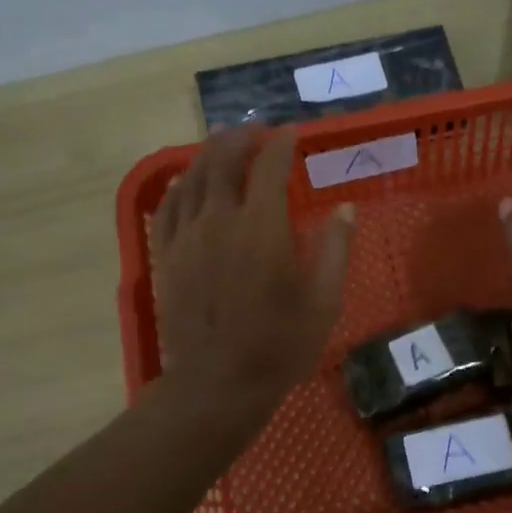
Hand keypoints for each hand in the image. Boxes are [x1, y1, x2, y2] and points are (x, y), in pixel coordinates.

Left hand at [152, 127, 354, 423]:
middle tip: (254, 129)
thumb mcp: (324, 301)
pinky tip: (186, 182)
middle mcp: (220, 220)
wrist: (217, 383)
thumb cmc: (280, 345)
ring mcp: (187, 237)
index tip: (292, 133)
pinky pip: (168, 208)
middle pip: (223, 162)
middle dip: (239, 138)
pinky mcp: (166, 256)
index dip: (281, 144)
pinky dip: (179, 186)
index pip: (270, 167)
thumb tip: (345, 209)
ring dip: (208, 154)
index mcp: (262, 227)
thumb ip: (336, 249)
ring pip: (192, 179)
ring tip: (221, 142)